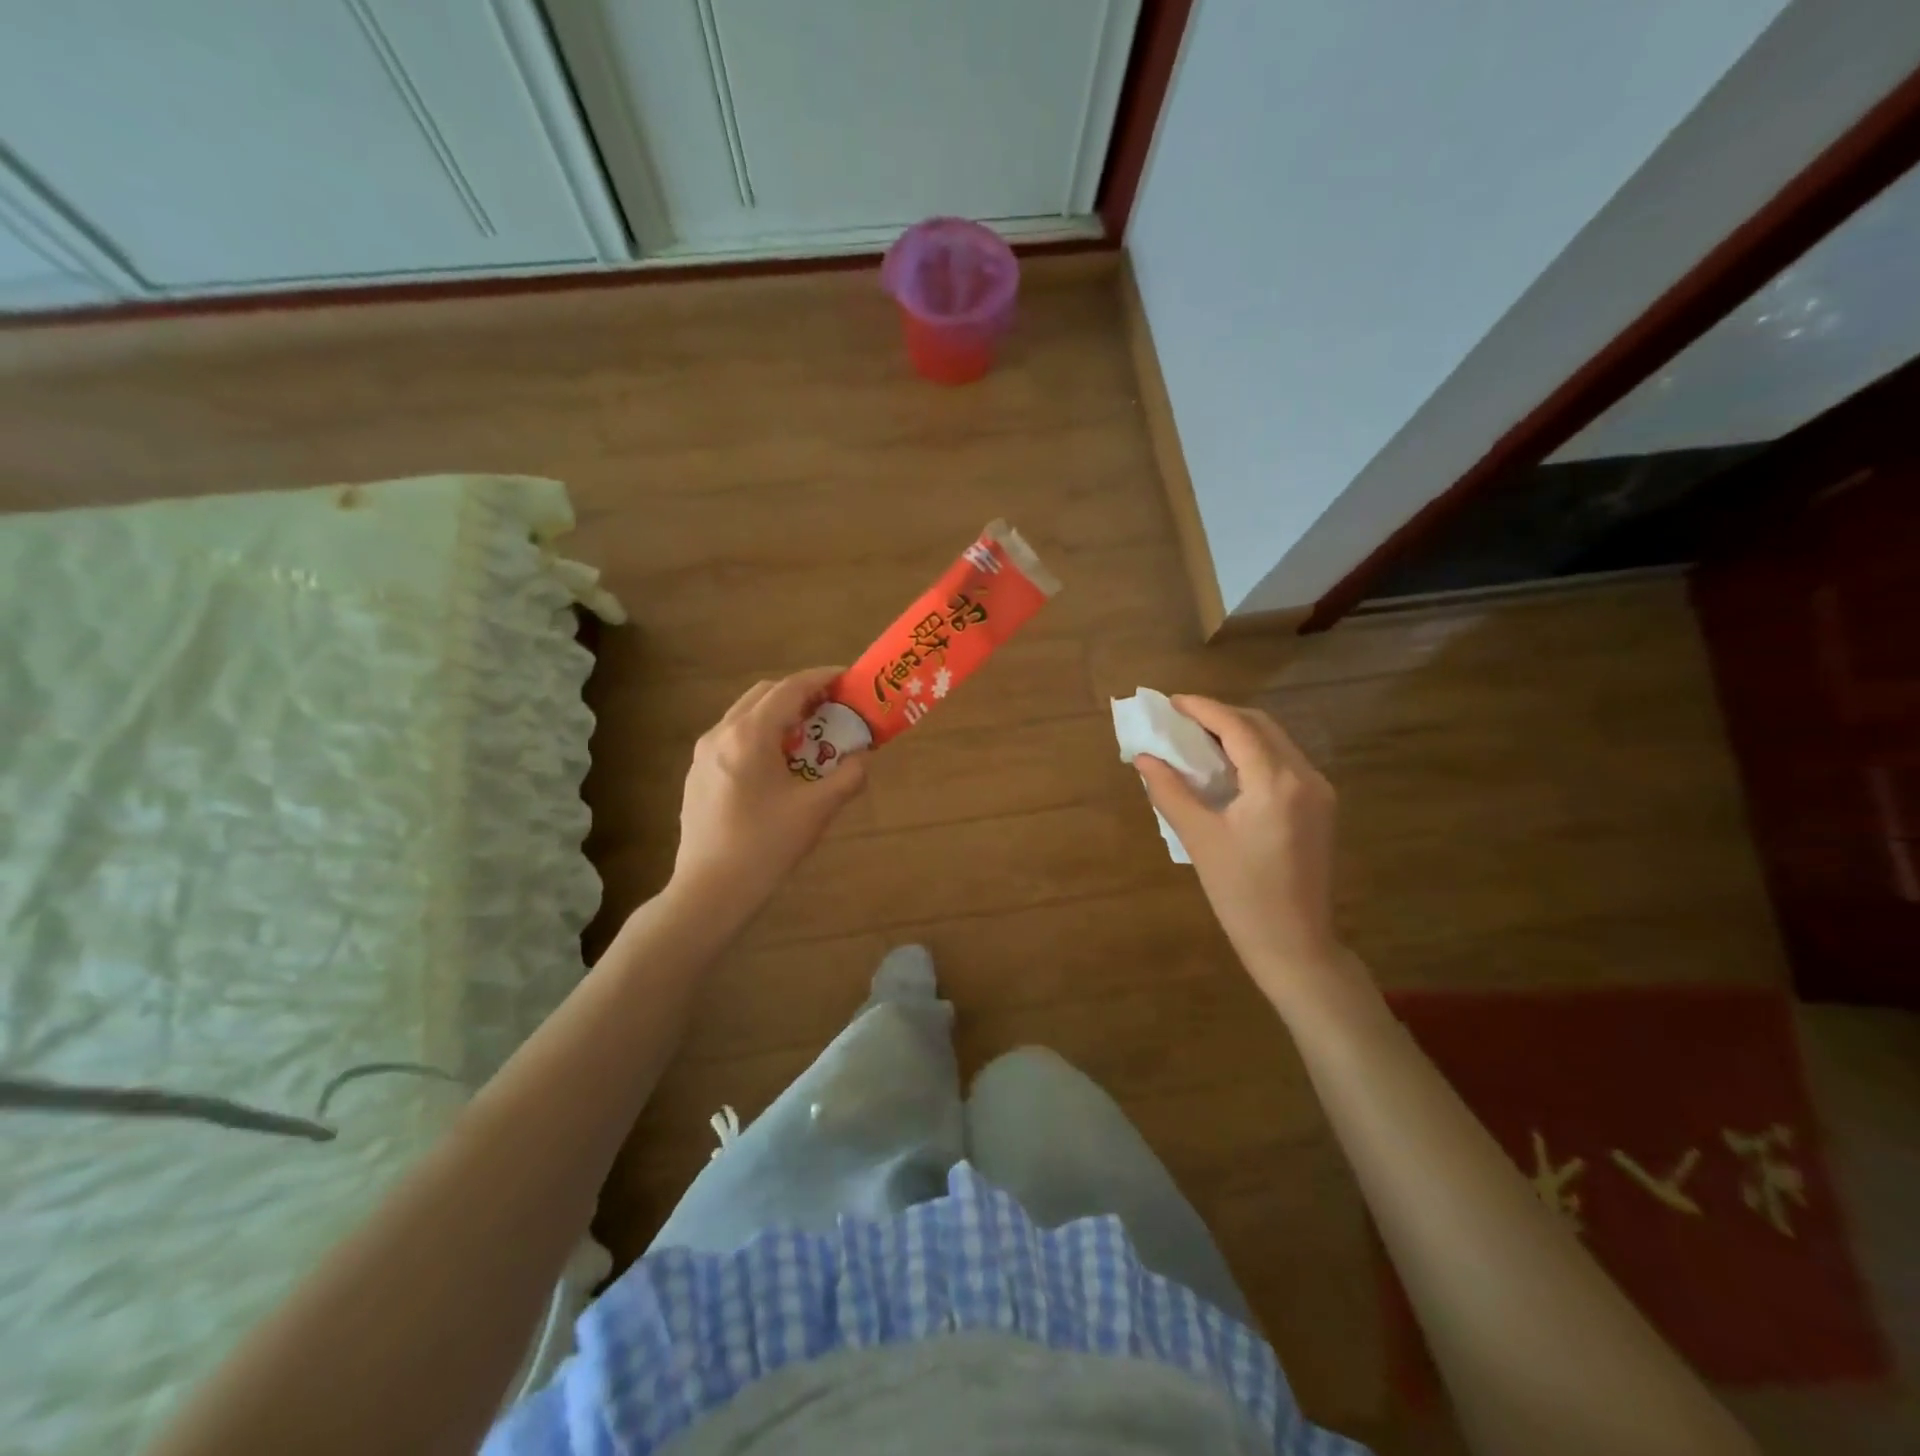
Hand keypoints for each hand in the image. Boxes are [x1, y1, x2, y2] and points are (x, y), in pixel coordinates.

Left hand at [670, 667, 868, 924]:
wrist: (710, 890)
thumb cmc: (765, 847)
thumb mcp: (817, 811)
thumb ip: (848, 777)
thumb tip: (862, 759)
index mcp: (749, 736)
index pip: (790, 688)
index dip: (821, 678)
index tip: (847, 678)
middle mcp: (721, 733)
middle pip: (764, 694)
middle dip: (800, 694)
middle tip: (831, 709)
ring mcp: (703, 753)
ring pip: (746, 715)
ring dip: (779, 715)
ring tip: (808, 737)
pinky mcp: (698, 774)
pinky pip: (733, 737)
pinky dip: (761, 735)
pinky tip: (778, 766)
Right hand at [1136, 695, 1345, 1005]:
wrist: (1294, 943)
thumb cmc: (1241, 894)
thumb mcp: (1199, 839)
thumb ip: (1169, 791)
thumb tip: (1144, 758)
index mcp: (1276, 783)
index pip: (1237, 727)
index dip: (1202, 709)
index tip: (1170, 702)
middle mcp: (1305, 776)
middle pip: (1261, 726)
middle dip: (1220, 716)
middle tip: (1180, 720)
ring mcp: (1319, 791)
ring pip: (1276, 741)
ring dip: (1238, 733)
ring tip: (1198, 739)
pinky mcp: (1321, 807)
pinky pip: (1284, 762)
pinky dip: (1254, 753)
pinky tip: (1227, 767)